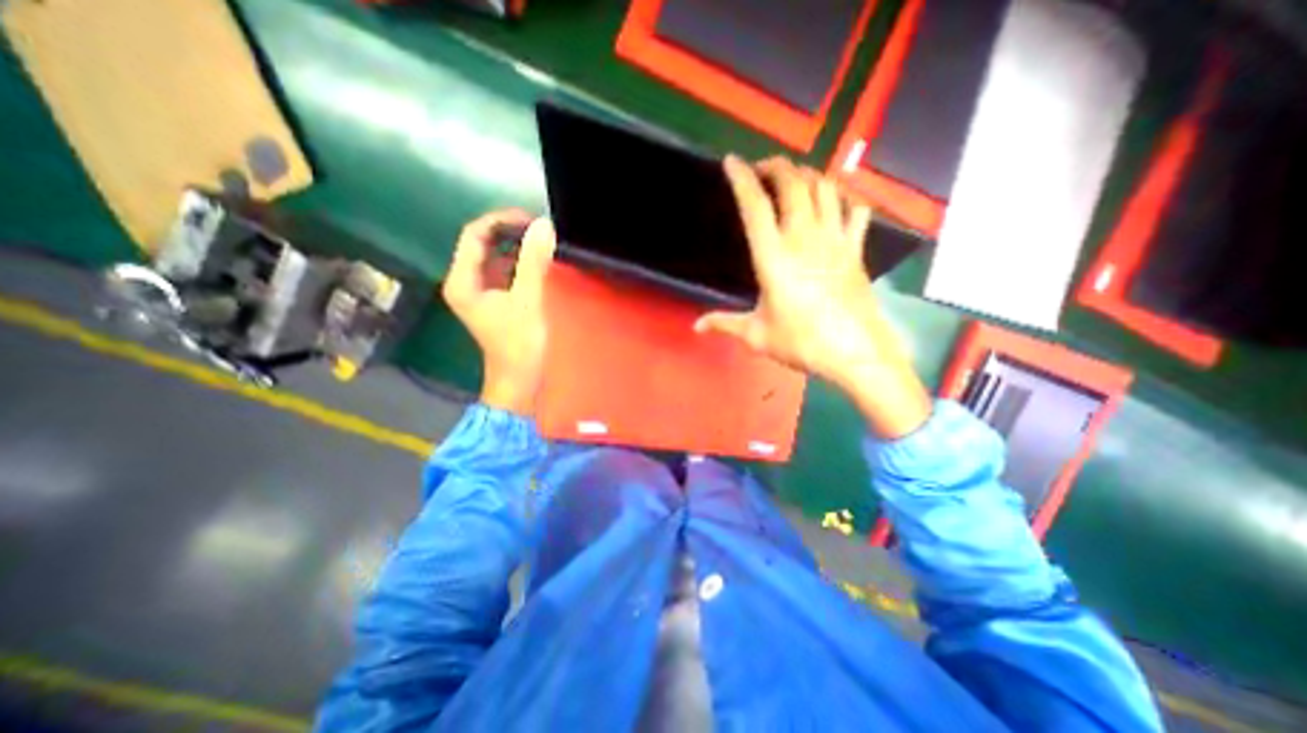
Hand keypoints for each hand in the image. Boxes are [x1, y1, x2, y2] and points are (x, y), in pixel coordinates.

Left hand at [445, 208, 556, 417]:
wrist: (519, 380)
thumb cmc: (519, 344)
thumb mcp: (528, 301)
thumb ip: (534, 263)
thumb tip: (544, 226)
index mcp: (463, 281)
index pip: (474, 235)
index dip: (501, 221)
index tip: (531, 220)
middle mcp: (466, 282)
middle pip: (482, 243)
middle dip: (509, 232)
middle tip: (540, 230)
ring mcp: (480, 292)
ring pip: (495, 257)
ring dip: (516, 247)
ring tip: (542, 242)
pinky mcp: (496, 301)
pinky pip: (505, 272)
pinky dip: (520, 264)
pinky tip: (538, 263)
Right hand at [695, 153, 929, 436]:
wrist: (855, 352)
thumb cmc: (801, 343)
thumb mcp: (757, 335)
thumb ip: (724, 324)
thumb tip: (696, 327)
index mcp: (773, 257)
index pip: (754, 205)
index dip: (741, 178)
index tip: (731, 162)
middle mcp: (804, 237)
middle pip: (792, 183)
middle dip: (776, 166)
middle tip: (762, 169)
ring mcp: (834, 239)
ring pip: (824, 187)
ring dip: (807, 174)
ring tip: (793, 179)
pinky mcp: (856, 248)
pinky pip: (855, 208)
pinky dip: (844, 196)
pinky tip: (834, 200)